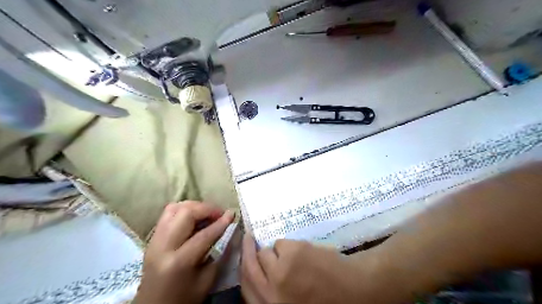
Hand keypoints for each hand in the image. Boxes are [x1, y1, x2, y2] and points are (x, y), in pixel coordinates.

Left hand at [134, 202, 234, 303]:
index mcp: (178, 262)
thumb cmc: (183, 299)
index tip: (232, 214)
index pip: (203, 234)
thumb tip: (230, 230)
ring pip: (174, 208)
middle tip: (219, 214)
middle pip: (185, 213)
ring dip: (194, 206)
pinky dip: (183, 210)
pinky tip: (194, 217)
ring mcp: (154, 240)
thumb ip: (219, 254)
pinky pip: (168, 214)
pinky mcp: (152, 238)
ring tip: (207, 213)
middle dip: (206, 209)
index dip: (221, 222)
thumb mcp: (206, 281)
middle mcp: (163, 246)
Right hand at [239, 235, 398, 302]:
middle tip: (248, 238)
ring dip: (277, 252)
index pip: (245, 288)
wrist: (357, 291)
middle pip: (249, 267)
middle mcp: (270, 293)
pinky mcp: (292, 254)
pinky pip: (282, 243)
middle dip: (247, 250)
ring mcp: (280, 272)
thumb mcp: (292, 302)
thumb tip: (261, 271)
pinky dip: (290, 246)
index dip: (242, 270)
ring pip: (266, 252)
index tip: (242, 256)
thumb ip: (274, 292)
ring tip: (295, 256)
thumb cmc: (326, 300)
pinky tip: (306, 254)